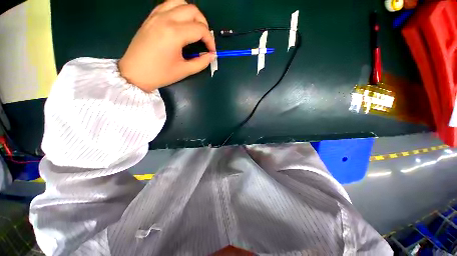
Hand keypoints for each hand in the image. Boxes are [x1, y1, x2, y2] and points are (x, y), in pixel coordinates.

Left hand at [118, 0, 215, 91]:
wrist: (134, 73)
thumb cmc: (160, 74)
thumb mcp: (184, 71)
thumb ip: (201, 62)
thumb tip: (212, 56)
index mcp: (175, 34)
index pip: (200, 29)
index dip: (210, 40)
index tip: (211, 51)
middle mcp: (166, 19)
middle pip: (193, 10)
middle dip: (204, 24)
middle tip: (205, 39)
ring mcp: (156, 16)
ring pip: (180, 2)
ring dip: (191, 14)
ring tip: (194, 28)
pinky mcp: (150, 17)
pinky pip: (168, 5)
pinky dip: (178, 11)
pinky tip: (181, 23)